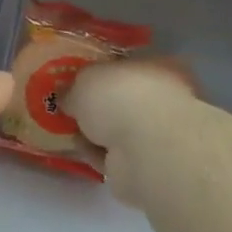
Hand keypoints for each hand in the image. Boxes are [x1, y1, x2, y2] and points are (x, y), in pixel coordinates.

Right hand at [61, 59, 196, 205]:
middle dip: (95, 106)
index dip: (102, 72)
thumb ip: (74, 85)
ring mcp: (158, 135)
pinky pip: (114, 155)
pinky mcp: (147, 165)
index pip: (129, 66)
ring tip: (66, 130)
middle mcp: (165, 99)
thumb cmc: (121, 98)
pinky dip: (96, 153)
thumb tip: (67, 95)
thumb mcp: (86, 79)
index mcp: (161, 68)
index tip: (76, 81)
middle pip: (122, 100)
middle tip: (67, 107)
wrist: (145, 151)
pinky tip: (79, 150)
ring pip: (118, 130)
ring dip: (93, 132)